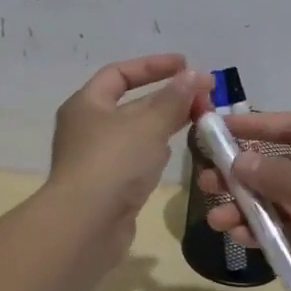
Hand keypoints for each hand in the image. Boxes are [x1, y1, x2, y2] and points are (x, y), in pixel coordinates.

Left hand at [48, 54, 211, 266]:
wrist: (86, 226)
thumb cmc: (114, 163)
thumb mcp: (149, 124)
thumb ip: (174, 99)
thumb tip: (194, 75)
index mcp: (87, 104)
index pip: (120, 73)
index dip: (153, 66)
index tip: (186, 65)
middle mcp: (87, 128)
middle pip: (131, 104)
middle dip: (167, 97)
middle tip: (204, 97)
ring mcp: (96, 159)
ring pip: (136, 133)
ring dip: (164, 124)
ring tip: (197, 120)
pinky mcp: (107, 187)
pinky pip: (135, 159)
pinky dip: (155, 151)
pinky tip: (174, 153)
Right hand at [198, 111, 290, 290]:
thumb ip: (281, 178)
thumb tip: (240, 161)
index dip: (255, 125)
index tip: (217, 130)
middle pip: (281, 166)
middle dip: (244, 173)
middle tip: (207, 183)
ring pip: (281, 202)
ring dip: (249, 208)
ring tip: (216, 218)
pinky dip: (266, 233)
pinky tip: (240, 238)